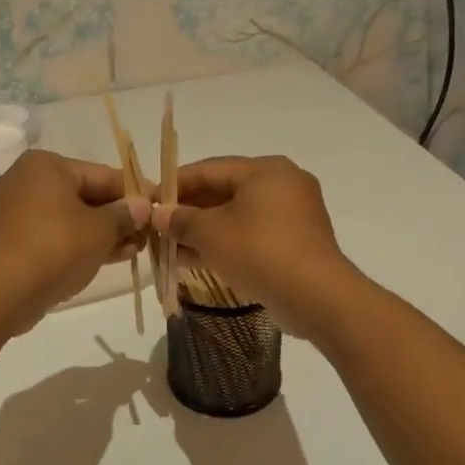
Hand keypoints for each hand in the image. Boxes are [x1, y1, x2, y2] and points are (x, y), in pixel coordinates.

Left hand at [0, 149, 149, 329]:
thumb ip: (124, 215)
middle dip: (117, 216)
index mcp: (46, 166)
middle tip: (147, 234)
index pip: (102, 174)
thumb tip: (142, 206)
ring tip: (134, 249)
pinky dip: (77, 244)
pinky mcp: (8, 241)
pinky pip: (52, 236)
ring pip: (68, 218)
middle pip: (84, 195)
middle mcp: (25, 181)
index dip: (135, 192)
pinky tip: (105, 258)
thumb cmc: (54, 248)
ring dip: (101, 233)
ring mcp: (13, 212)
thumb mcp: (99, 230)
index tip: (159, 207)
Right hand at [153, 155, 361, 337]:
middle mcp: (282, 185)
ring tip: (169, 246)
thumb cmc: (259, 251)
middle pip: (224, 191)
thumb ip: (181, 220)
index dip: (176, 183)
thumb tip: (159, 215)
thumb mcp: (210, 233)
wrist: (315, 296)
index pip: (210, 168)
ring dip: (203, 230)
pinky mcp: (294, 243)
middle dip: (189, 210)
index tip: (149, 200)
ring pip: (236, 216)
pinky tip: (194, 260)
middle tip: (158, 226)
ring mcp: (292, 215)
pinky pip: (251, 235)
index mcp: (265, 170)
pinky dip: (224, 243)